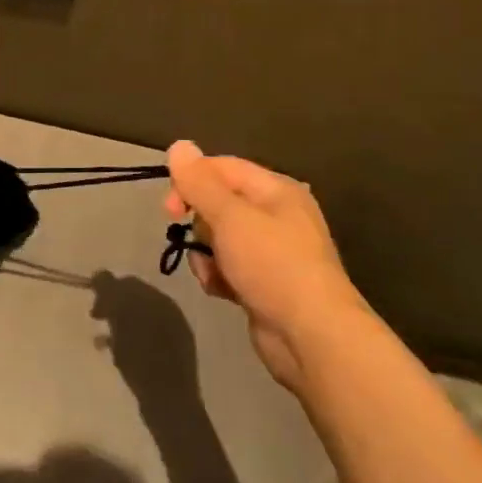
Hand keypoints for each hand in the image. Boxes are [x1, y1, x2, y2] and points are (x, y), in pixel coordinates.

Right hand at [90, 271, 199, 396]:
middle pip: (136, 301)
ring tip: (102, 339)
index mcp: (162, 300)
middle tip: (96, 317)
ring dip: (118, 325)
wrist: (169, 402)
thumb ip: (110, 291)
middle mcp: (171, 314)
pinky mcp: (171, 360)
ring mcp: (174, 338)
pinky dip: (128, 343)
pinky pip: (144, 342)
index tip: (92, 301)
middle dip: (113, 306)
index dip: (108, 288)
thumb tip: (101, 274)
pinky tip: (115, 355)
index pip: (130, 283)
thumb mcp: (121, 317)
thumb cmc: (142, 356)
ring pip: (138, 322)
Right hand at [163, 141, 368, 387]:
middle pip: (219, 202)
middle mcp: (277, 215)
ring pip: (219, 238)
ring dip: (206, 253)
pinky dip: (219, 276)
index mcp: (276, 191)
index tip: (170, 208)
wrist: (312, 337)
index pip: (222, 167)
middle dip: (199, 222)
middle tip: (190, 240)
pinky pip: (228, 267)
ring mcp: (272, 252)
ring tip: (213, 272)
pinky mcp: (265, 283)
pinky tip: (222, 290)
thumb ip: (199, 182)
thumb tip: (178, 145)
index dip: (191, 181)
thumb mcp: (230, 217)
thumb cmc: (272, 265)